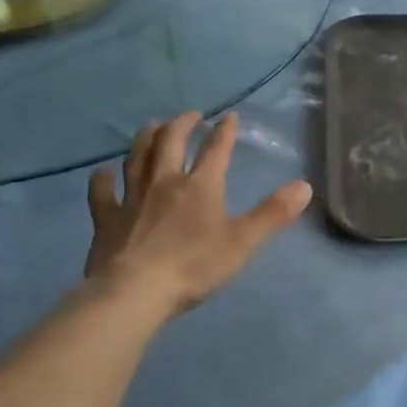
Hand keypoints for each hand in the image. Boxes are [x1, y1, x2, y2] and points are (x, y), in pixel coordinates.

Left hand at [85, 111, 310, 316]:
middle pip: (171, 143)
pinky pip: (102, 192)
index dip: (224, 132)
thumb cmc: (194, 266)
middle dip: (182, 125)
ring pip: (137, 158)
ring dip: (146, 139)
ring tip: (152, 127)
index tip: (230, 116)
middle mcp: (164, 182)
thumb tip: (305, 186)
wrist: (135, 291)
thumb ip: (273, 214)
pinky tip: (103, 172)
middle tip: (190, 115)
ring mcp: (132, 198)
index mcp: (200, 187)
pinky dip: (102, 179)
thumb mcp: (242, 242)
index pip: (216, 150)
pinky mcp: (107, 218)